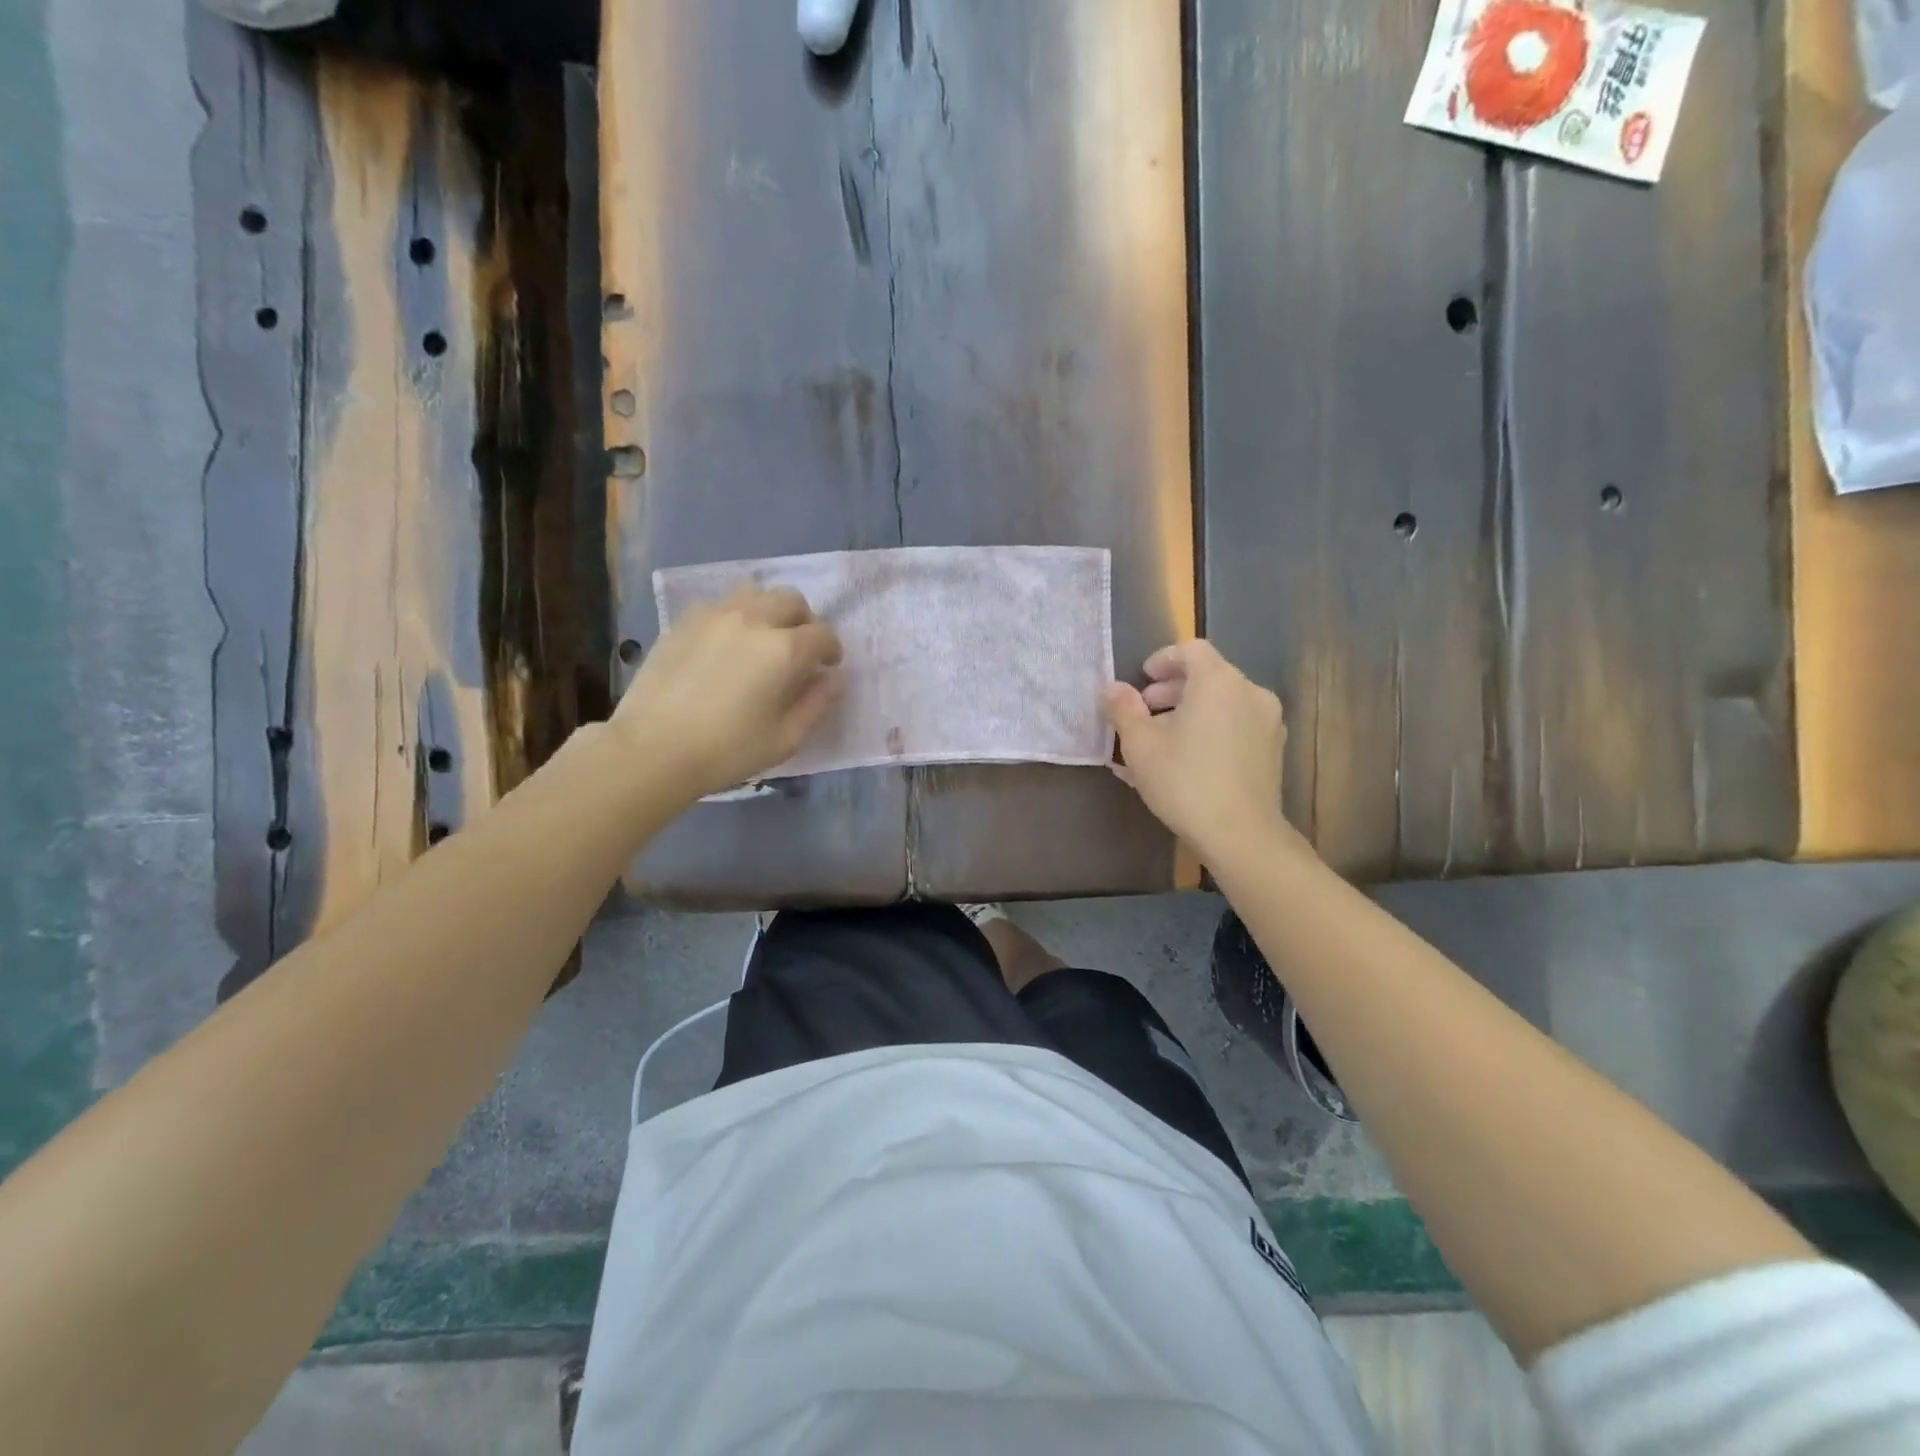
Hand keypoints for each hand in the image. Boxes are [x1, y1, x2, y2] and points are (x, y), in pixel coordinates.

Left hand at [613, 586, 842, 801]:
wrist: (653, 749)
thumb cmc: (728, 750)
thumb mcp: (786, 739)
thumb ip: (818, 704)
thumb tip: (833, 679)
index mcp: (785, 649)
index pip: (823, 634)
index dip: (832, 650)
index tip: (827, 668)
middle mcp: (754, 620)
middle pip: (792, 601)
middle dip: (805, 623)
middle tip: (800, 651)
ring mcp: (715, 615)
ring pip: (756, 594)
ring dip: (770, 611)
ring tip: (763, 640)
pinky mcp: (684, 621)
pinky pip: (721, 604)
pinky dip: (736, 617)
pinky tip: (727, 645)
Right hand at [1101, 640, 1296, 864]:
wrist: (1241, 834)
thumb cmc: (1184, 781)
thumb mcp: (1140, 745)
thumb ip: (1123, 709)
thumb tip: (1112, 688)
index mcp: (1218, 681)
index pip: (1191, 650)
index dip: (1163, 659)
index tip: (1142, 680)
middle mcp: (1250, 692)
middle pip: (1208, 676)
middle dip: (1172, 689)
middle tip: (1144, 712)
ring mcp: (1267, 722)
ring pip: (1222, 703)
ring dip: (1190, 712)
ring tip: (1160, 741)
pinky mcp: (1272, 750)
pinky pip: (1235, 726)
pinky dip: (1210, 730)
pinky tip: (1186, 760)